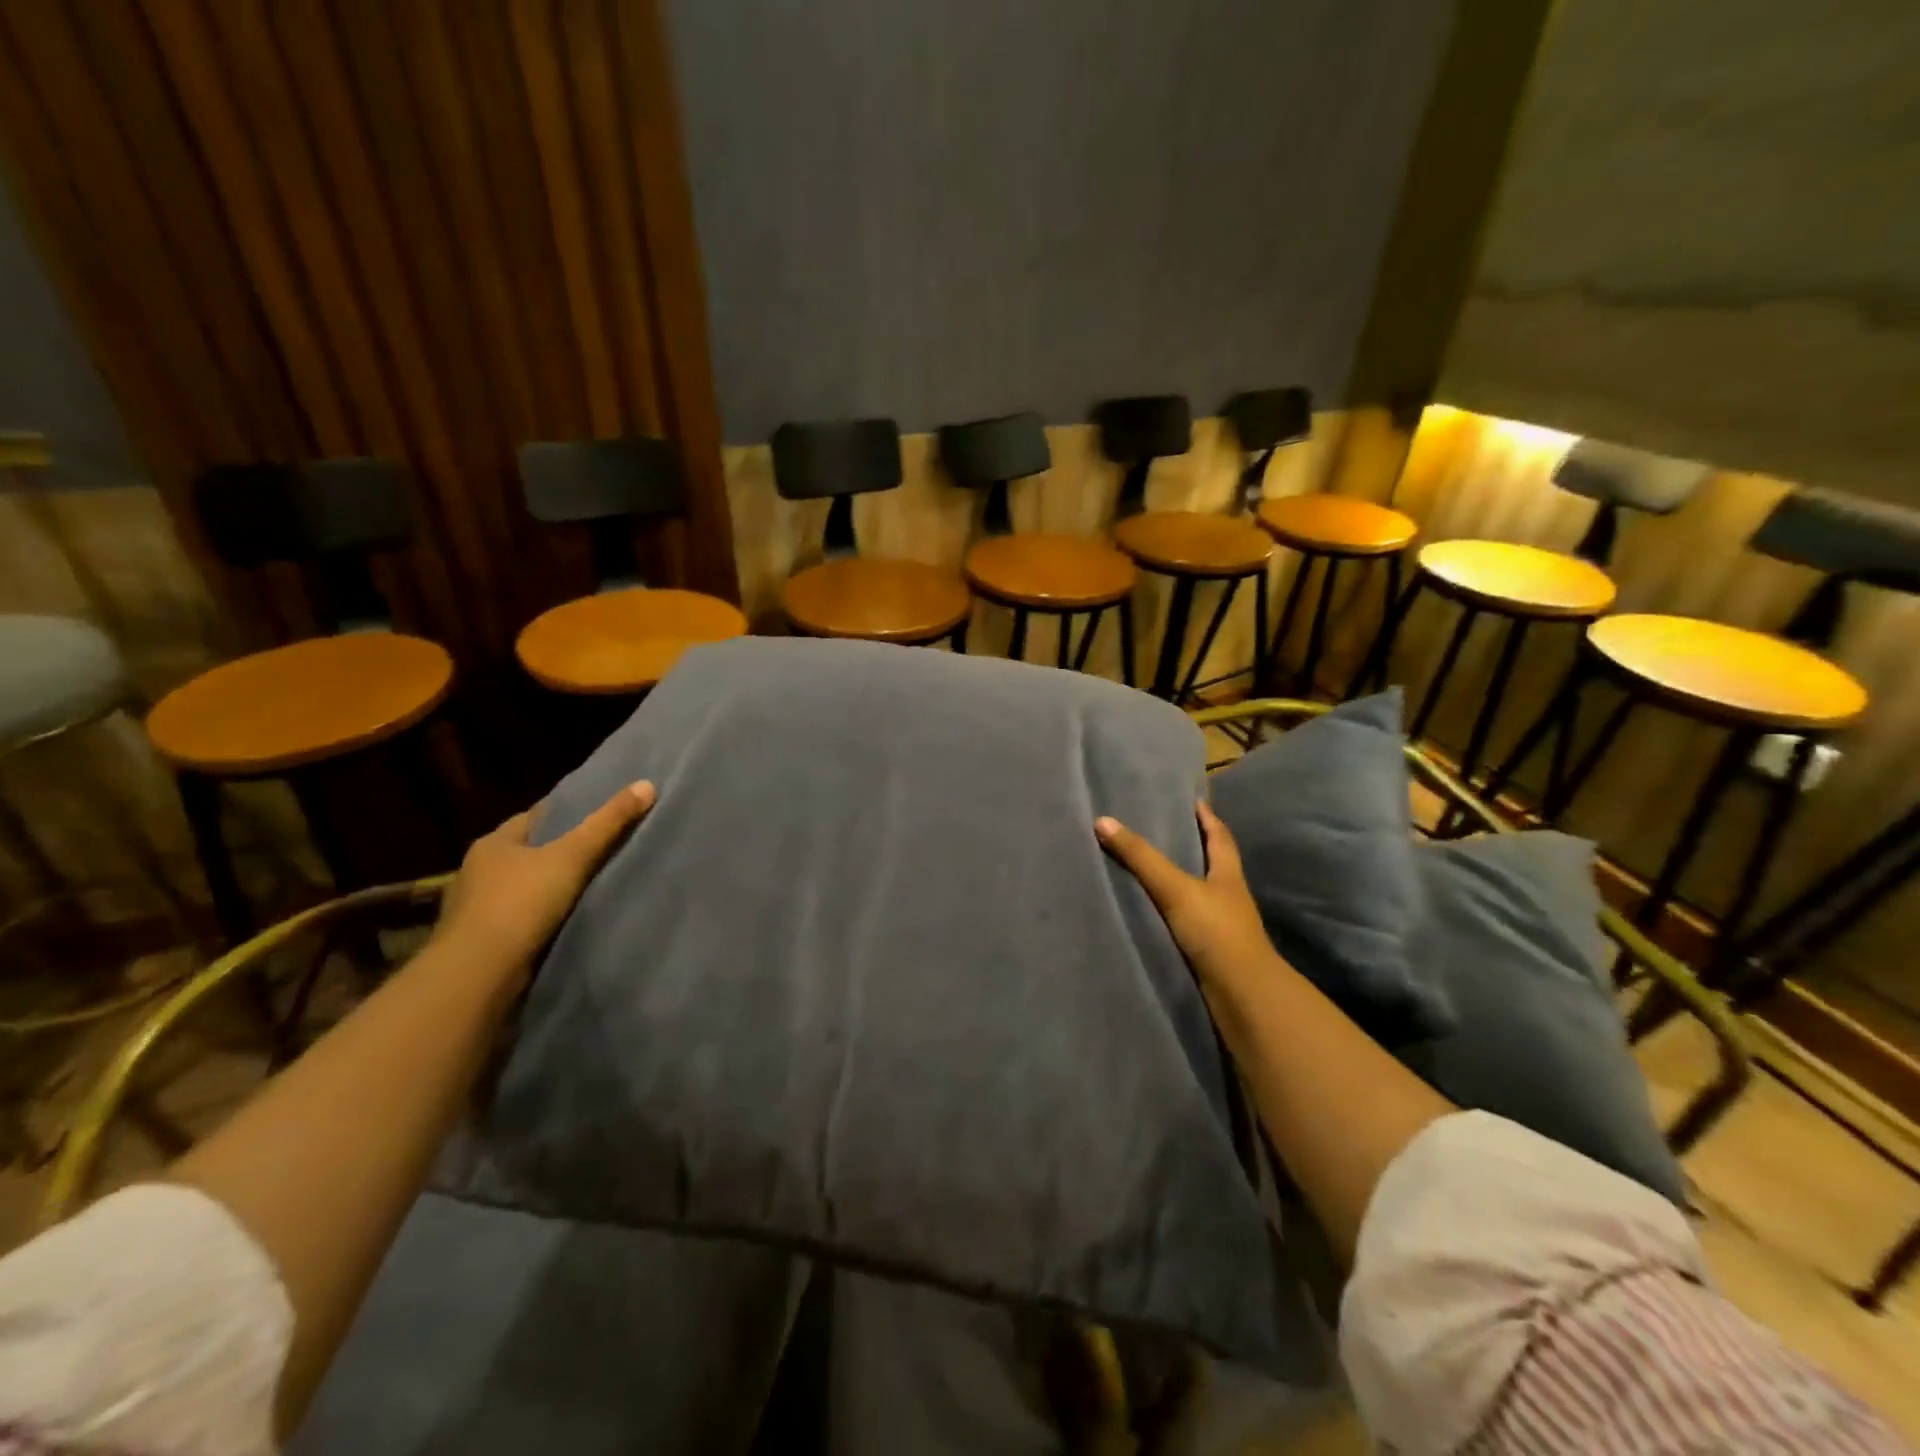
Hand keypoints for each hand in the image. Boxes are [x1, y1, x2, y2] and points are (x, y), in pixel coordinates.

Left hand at [433, 780, 656, 981]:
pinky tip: (569, 920)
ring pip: (525, 887)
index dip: (567, 814)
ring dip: (551, 888)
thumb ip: (608, 823)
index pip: (534, 818)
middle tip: (604, 849)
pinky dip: (544, 917)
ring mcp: (478, 909)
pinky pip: (522, 918)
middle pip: (530, 852)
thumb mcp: (572, 856)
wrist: (477, 975)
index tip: (599, 814)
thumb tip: (647, 784)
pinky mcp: (485, 941)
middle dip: (561, 852)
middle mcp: (479, 871)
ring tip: (593, 886)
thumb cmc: (520, 903)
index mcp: (494, 843)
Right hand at [1095, 801, 1280, 988]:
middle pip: (1212, 863)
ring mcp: (1222, 925)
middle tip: (1165, 828)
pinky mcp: (1211, 950)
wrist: (1242, 994)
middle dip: (1194, 846)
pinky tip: (1154, 911)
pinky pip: (1188, 920)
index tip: (1194, 800)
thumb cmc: (1216, 931)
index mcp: (1228, 874)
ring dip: (1182, 880)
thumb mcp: (1175, 888)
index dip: (1207, 817)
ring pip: (1200, 893)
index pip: (1219, 836)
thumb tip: (1103, 821)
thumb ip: (1141, 857)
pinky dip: (1173, 911)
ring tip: (1151, 868)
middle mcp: (1228, 895)